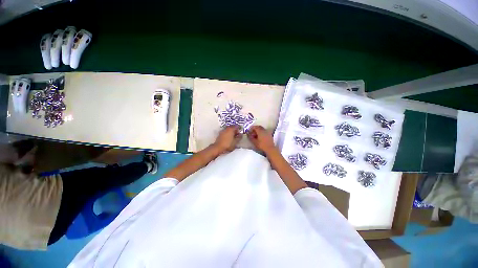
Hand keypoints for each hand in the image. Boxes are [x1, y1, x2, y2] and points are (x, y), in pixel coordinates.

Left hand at [213, 126, 242, 153]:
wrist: (218, 147)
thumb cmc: (228, 144)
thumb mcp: (236, 142)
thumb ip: (239, 137)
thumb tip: (241, 134)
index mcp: (231, 129)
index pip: (237, 126)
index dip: (239, 128)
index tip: (241, 131)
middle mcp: (226, 128)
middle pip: (232, 127)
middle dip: (235, 130)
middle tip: (238, 134)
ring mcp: (222, 131)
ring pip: (228, 129)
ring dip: (231, 132)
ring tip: (234, 136)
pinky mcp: (220, 134)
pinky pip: (225, 132)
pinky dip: (228, 133)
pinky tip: (229, 138)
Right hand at [247, 125, 276, 153]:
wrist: (270, 149)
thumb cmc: (261, 145)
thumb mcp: (254, 142)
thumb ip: (250, 137)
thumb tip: (248, 134)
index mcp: (260, 131)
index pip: (255, 127)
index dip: (251, 128)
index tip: (249, 131)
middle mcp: (264, 130)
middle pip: (259, 127)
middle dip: (255, 129)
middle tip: (252, 132)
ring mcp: (267, 132)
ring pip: (262, 129)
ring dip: (258, 130)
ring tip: (256, 135)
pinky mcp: (270, 135)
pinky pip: (265, 131)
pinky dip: (262, 132)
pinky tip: (260, 137)